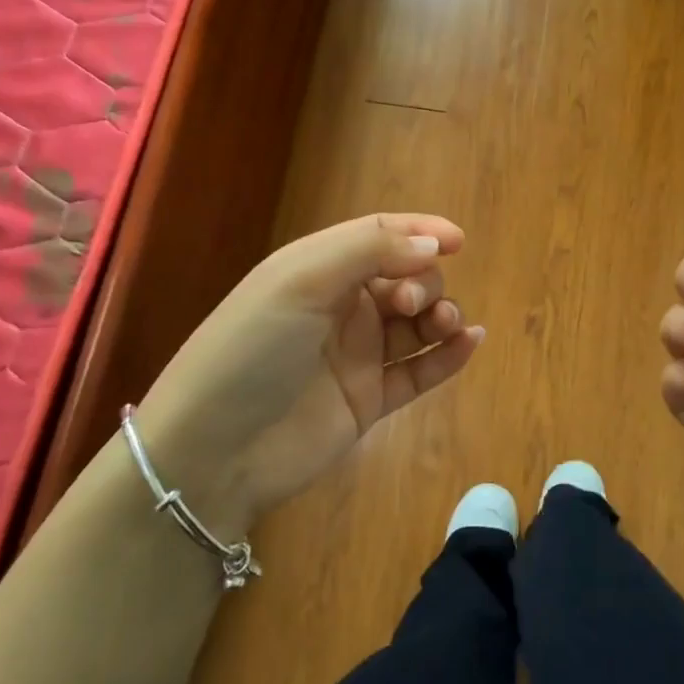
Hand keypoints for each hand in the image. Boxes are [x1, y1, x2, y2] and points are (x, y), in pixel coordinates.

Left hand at [130, 213, 483, 535]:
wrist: (213, 451)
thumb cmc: (252, 349)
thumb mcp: (300, 280)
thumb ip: (370, 251)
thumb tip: (433, 246)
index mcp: (318, 270)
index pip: (379, 237)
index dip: (419, 232)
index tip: (458, 239)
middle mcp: (341, 307)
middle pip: (406, 279)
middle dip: (422, 282)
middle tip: (407, 305)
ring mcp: (357, 356)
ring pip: (417, 324)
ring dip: (441, 315)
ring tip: (445, 325)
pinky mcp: (370, 400)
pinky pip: (420, 371)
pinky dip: (448, 356)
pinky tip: (470, 343)